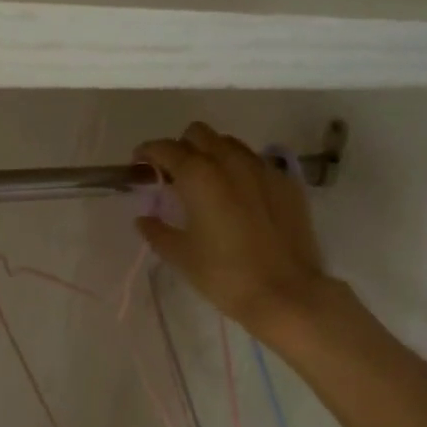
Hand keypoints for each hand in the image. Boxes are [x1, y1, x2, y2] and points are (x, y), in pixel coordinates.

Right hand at [135, 122, 335, 340]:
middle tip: (174, 175)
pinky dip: (240, 170)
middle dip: (181, 147)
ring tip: (208, 183)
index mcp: (198, 175)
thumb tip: (143, 220)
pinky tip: (240, 197)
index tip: (139, 165)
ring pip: (230, 144)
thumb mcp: (181, 256)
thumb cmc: (225, 275)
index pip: (165, 148)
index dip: (148, 152)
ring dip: (212, 154)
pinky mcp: (286, 182)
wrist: (286, 293)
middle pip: (199, 134)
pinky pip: (256, 163)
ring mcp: (262, 169)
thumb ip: (157, 231)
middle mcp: (230, 161)